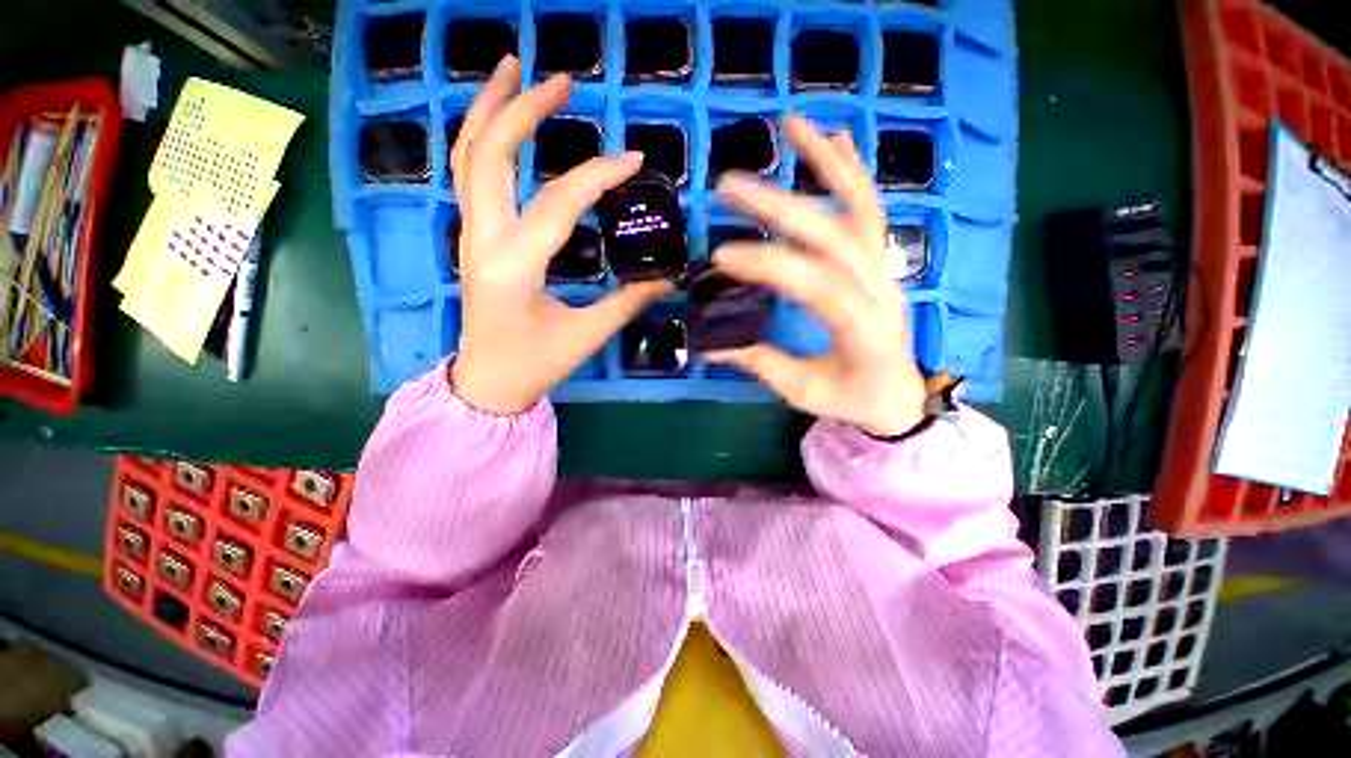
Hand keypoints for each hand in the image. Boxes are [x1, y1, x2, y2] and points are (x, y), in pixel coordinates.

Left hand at [449, 57, 669, 414]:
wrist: (487, 383)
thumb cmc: (534, 364)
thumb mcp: (585, 335)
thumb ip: (626, 302)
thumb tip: (667, 280)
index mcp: (514, 266)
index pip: (559, 203)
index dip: (598, 176)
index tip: (634, 158)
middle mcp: (484, 240)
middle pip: (491, 155)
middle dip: (523, 109)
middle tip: (561, 80)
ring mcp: (471, 235)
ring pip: (468, 157)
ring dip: (489, 109)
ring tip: (514, 69)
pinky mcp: (473, 238)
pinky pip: (469, 176)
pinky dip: (484, 140)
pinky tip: (502, 123)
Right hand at [707, 117, 927, 436]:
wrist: (896, 394)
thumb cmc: (851, 398)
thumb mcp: (803, 391)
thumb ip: (761, 364)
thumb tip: (712, 344)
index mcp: (863, 329)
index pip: (816, 286)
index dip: (769, 266)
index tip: (721, 257)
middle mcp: (880, 289)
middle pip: (834, 236)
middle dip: (780, 207)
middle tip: (730, 186)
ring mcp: (884, 269)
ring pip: (860, 208)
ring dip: (826, 163)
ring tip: (793, 124)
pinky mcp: (879, 261)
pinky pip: (869, 211)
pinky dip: (852, 172)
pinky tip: (834, 140)